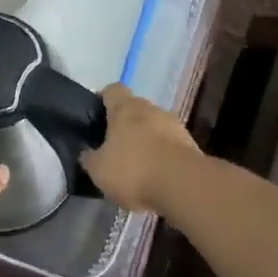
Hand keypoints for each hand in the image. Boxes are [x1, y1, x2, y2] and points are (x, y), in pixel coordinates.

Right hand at [80, 84, 199, 211]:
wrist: (184, 185)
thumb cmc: (133, 170)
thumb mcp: (98, 170)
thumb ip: (90, 158)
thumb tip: (86, 153)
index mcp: (125, 108)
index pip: (112, 90)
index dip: (103, 101)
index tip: (96, 117)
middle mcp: (151, 109)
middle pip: (135, 109)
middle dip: (126, 125)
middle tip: (114, 147)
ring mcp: (174, 125)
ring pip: (154, 127)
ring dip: (146, 141)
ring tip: (137, 167)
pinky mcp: (191, 145)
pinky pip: (170, 146)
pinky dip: (162, 157)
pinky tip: (156, 178)